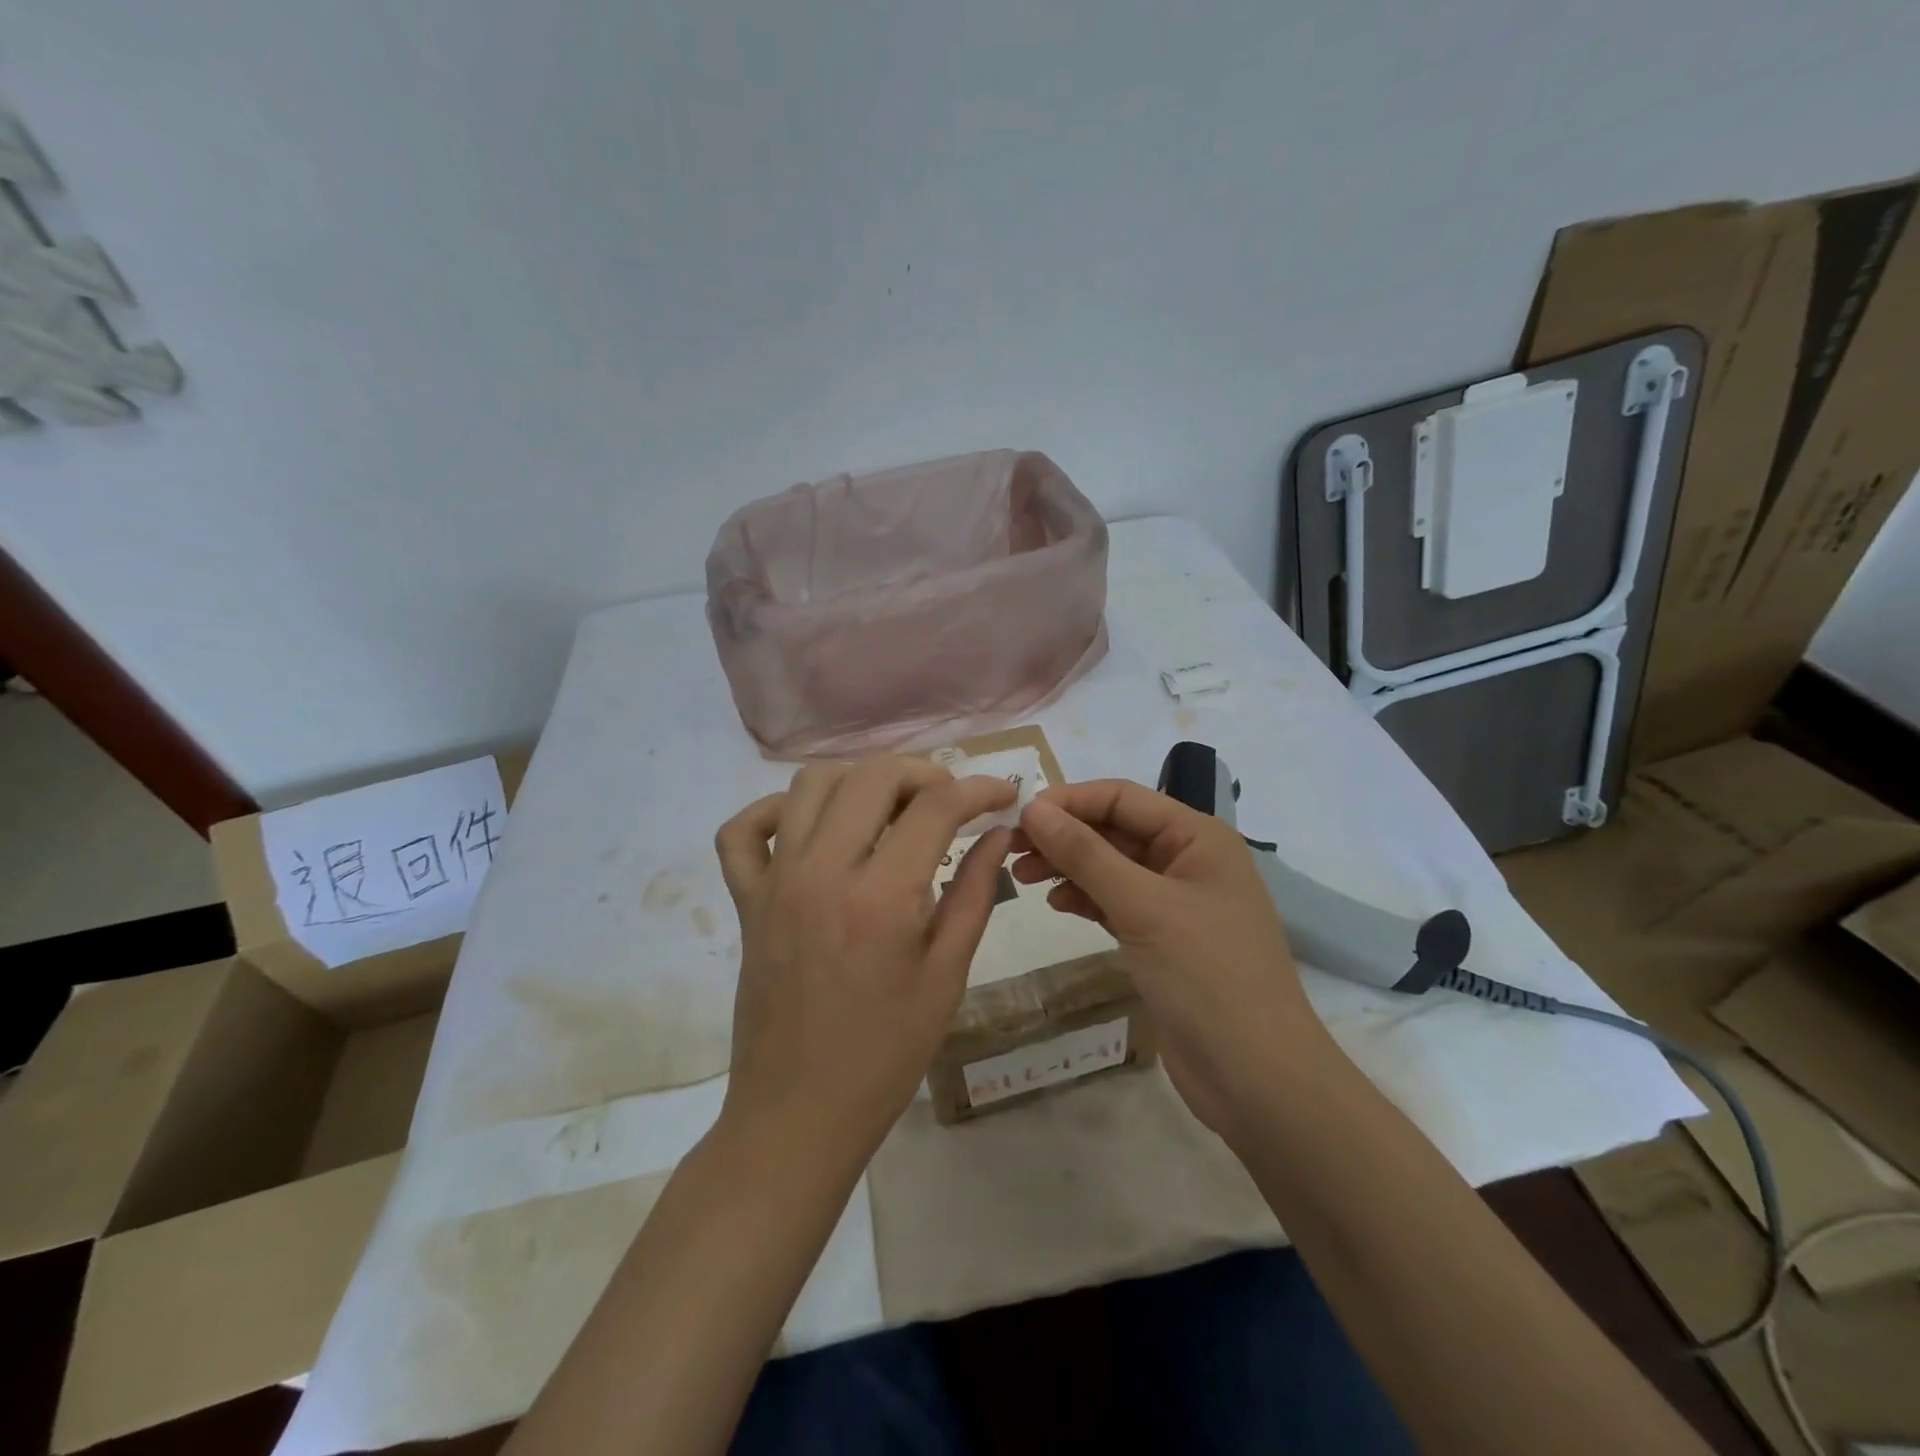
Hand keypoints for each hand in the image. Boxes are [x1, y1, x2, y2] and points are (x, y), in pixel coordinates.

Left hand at [713, 755, 1015, 1167]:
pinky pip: (742, 831)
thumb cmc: (885, 1055)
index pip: (936, 807)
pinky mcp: (745, 900)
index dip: (979, 789)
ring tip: (891, 807)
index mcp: (881, 897)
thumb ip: (974, 893)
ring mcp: (774, 881)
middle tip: (950, 801)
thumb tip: (997, 833)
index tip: (1004, 796)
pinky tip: (811, 828)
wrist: (798, 1114)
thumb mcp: (946, 976)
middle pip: (872, 775)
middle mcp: (822, 871)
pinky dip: (775, 811)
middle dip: (923, 773)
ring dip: (858, 779)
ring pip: (809, 785)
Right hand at [1011, 780, 1334, 1143]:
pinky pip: (1116, 902)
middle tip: (1009, 850)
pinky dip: (1085, 898)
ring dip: (1068, 866)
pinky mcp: (1163, 940)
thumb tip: (1033, 809)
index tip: (1017, 817)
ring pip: (1111, 866)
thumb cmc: (1206, 976)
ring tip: (1023, 877)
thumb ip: (1086, 854)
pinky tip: (1058, 904)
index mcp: (1197, 836)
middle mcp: (1188, 859)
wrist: (1257, 1077)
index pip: (1121, 797)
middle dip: (1063, 835)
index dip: (1068, 800)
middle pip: (1114, 830)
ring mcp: (1176, 902)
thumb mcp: (1142, 906)